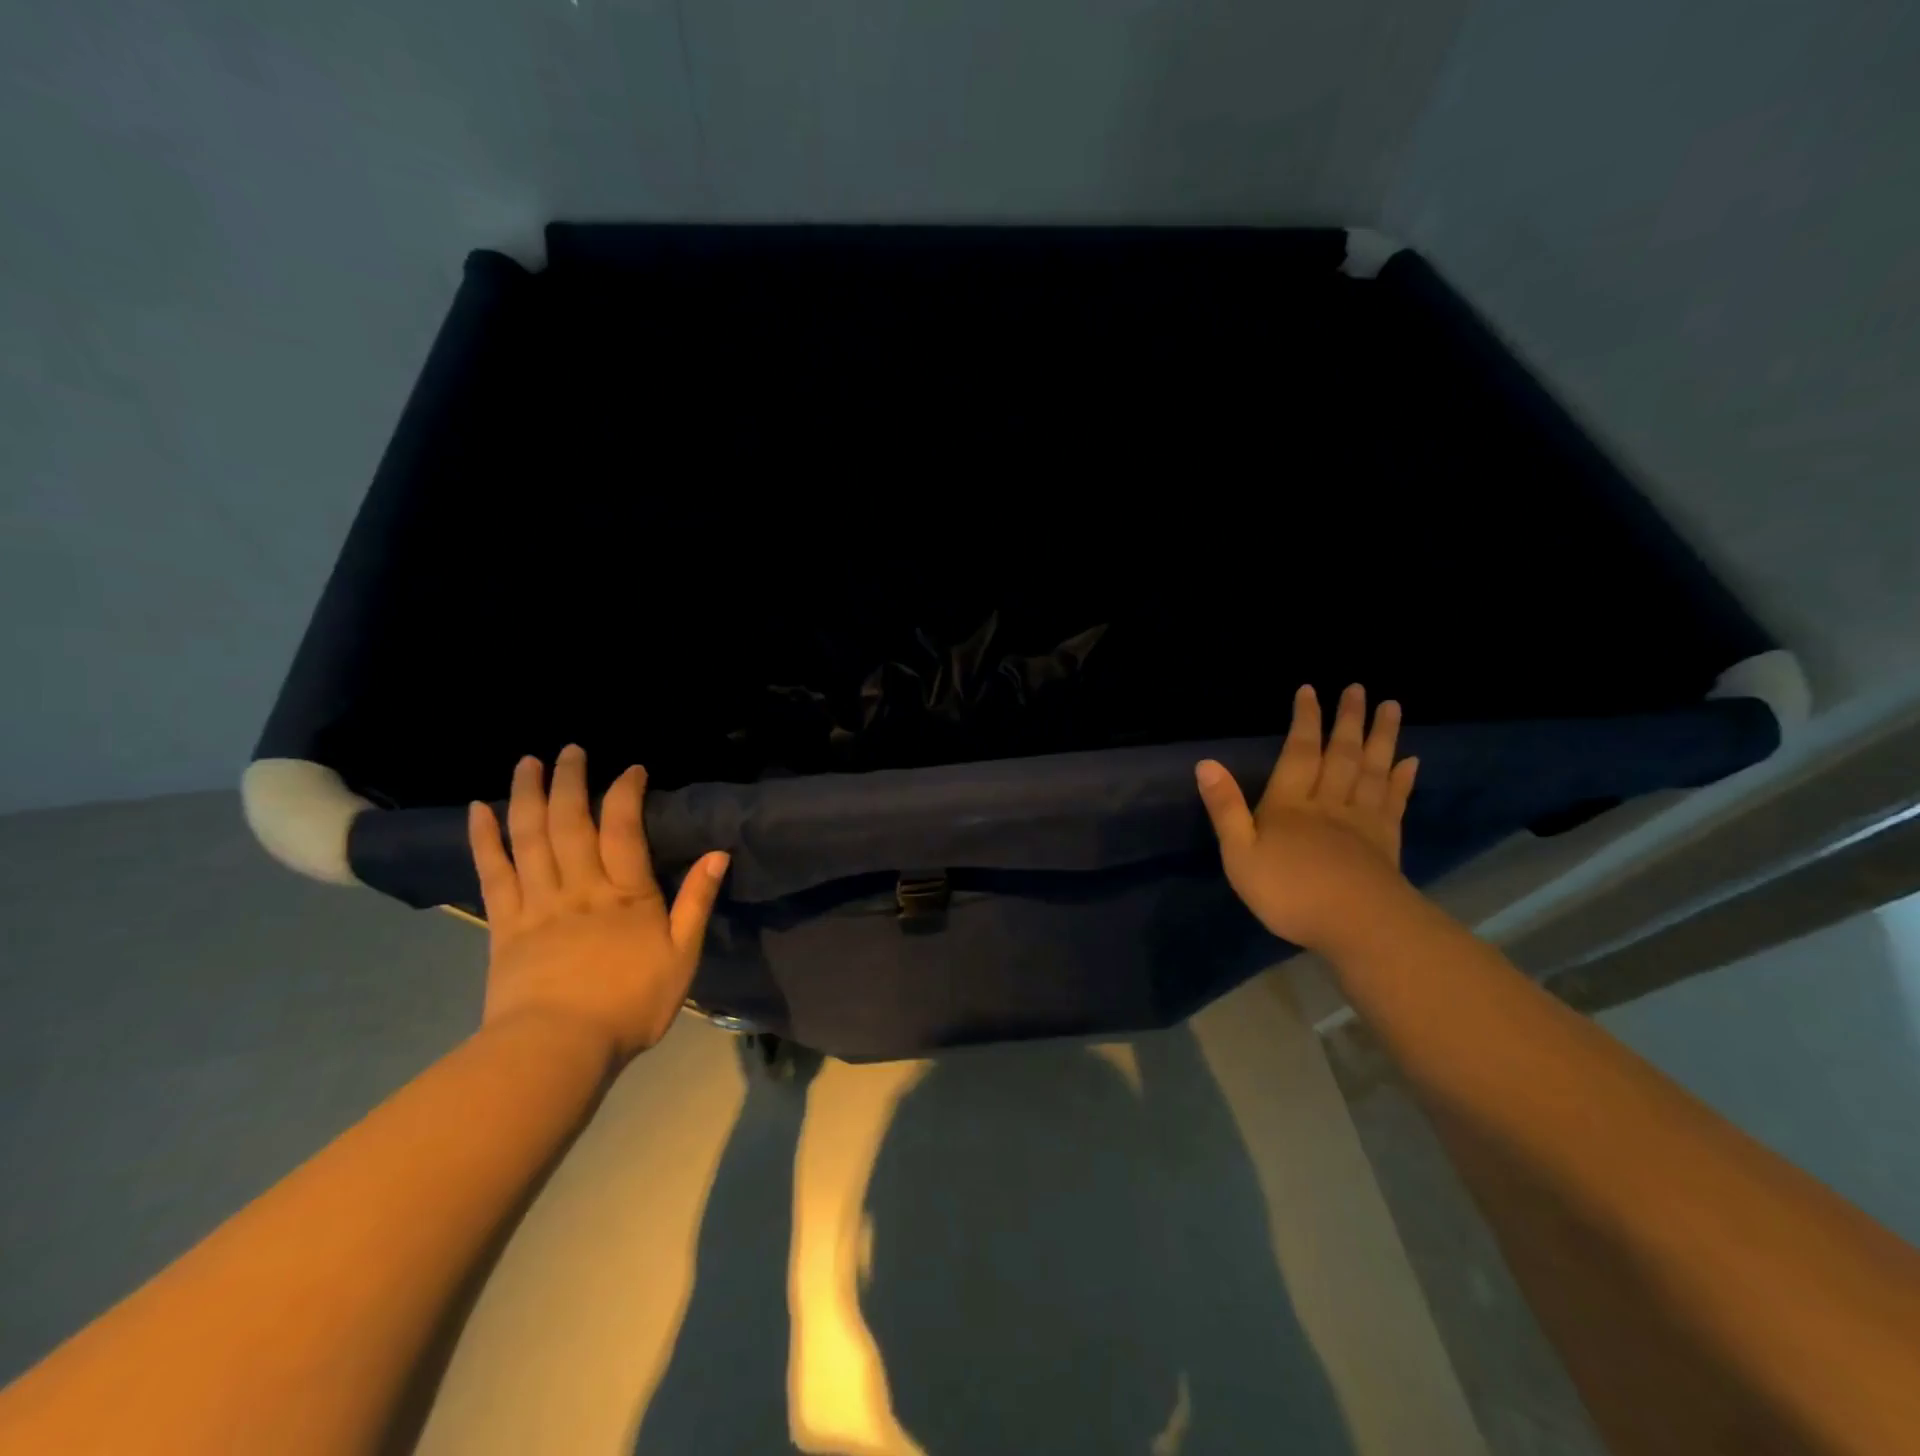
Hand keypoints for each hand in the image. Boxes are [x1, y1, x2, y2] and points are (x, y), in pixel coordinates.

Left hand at [468, 745, 729, 1064]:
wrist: (557, 1050)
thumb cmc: (629, 1005)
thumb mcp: (681, 956)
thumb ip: (696, 903)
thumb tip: (717, 854)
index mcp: (625, 893)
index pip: (623, 828)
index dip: (626, 792)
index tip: (631, 768)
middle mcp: (579, 886)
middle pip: (570, 821)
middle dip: (570, 780)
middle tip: (570, 749)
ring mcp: (537, 902)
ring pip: (529, 837)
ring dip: (528, 795)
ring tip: (527, 762)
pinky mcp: (504, 923)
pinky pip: (493, 872)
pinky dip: (484, 838)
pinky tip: (479, 810)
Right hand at [1196, 684, 1419, 954]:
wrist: (1357, 926)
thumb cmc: (1289, 892)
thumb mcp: (1240, 855)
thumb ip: (1225, 809)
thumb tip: (1206, 763)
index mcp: (1289, 805)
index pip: (1298, 753)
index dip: (1304, 721)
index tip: (1311, 691)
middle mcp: (1328, 803)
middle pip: (1341, 754)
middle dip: (1348, 720)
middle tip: (1359, 688)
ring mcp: (1361, 821)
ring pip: (1372, 770)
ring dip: (1381, 737)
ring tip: (1391, 707)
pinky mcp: (1386, 842)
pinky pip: (1394, 802)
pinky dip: (1402, 779)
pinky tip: (1409, 761)